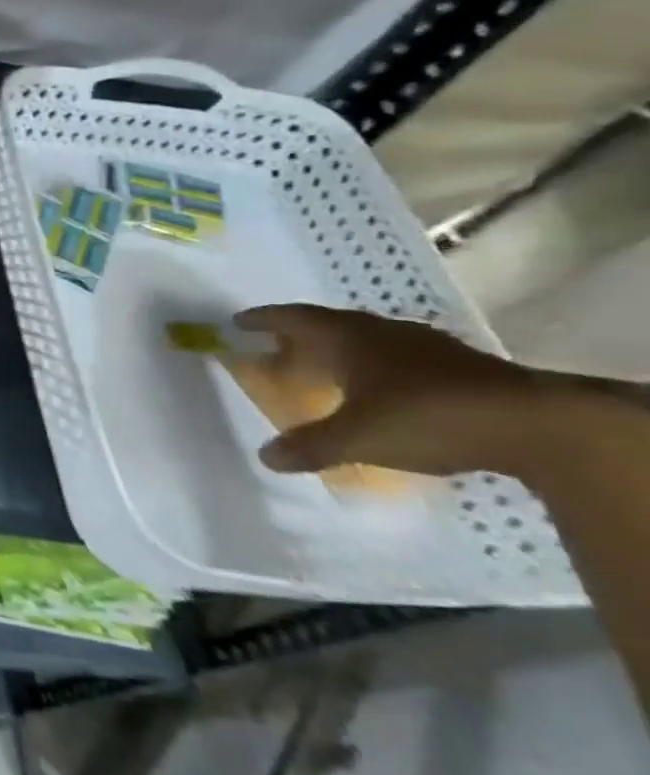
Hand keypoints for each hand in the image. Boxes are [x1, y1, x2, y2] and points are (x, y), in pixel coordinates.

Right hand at [236, 304, 608, 484]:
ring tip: (323, 371)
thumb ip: (310, 445)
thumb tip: (264, 456)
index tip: (238, 322)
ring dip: (338, 352)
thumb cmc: (427, 418)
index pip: (293, 319)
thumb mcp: (359, 438)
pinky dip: (374, 368)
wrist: (536, 425)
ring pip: (365, 341)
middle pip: (327, 327)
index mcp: (347, 338)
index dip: (263, 320)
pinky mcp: (457, 366)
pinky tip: (378, 389)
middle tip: (275, 351)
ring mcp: (422, 346)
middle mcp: (378, 332)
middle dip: (297, 338)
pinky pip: (396, 357)